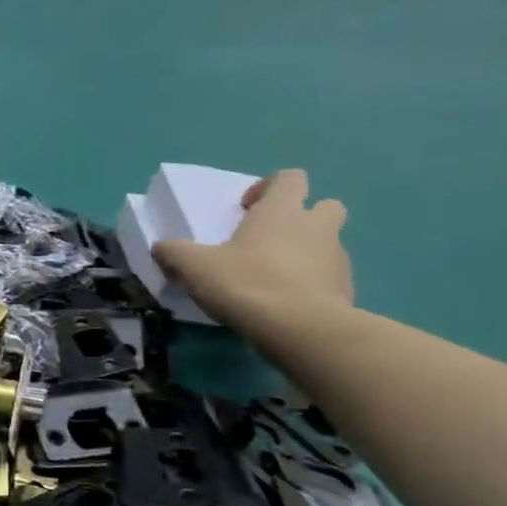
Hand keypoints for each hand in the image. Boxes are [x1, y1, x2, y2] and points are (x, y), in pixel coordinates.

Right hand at [152, 169, 353, 329]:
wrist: (300, 328)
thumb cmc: (245, 283)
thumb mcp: (192, 266)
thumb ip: (173, 252)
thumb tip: (161, 248)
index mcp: (281, 210)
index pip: (289, 178)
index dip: (267, 188)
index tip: (245, 210)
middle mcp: (316, 226)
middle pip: (323, 206)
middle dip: (300, 217)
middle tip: (268, 240)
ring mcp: (337, 257)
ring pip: (326, 243)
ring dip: (305, 252)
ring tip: (272, 278)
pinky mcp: (346, 288)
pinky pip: (328, 277)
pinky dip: (311, 284)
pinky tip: (285, 304)